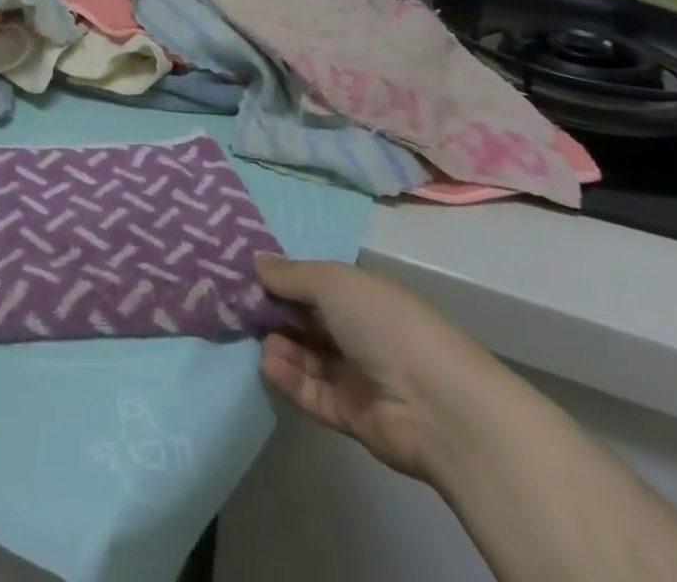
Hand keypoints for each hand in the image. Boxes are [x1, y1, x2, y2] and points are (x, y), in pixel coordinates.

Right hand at [254, 254, 500, 482]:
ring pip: (307, 356)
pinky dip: (289, 378)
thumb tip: (256, 261)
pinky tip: (267, 363)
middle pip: (308, 320)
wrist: (437, 406)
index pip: (316, 283)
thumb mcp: (332, 281)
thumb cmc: (385, 324)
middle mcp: (360, 332)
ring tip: (256, 337)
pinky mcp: (351, 415)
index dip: (284, 279)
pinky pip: (312, 392)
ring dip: (280, 345)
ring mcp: (357, 375)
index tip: (247, 274)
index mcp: (363, 295)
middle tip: (239, 304)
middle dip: (275, 311)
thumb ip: (290, 274)